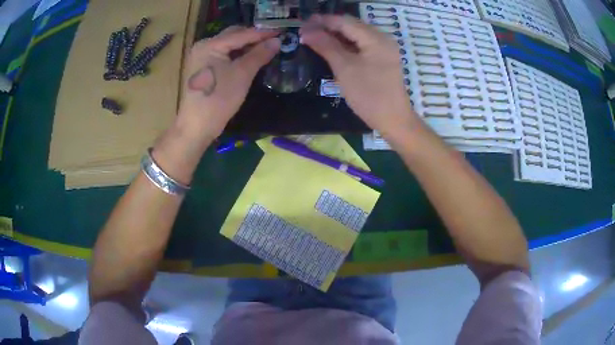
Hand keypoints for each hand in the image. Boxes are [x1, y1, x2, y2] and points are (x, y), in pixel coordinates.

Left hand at [177, 27, 280, 142]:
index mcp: (210, 44)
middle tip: (275, 39)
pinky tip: (251, 58)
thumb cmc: (218, 99)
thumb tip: (277, 41)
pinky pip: (224, 56)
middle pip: (233, 36)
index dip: (263, 32)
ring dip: (247, 46)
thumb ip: (259, 54)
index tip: (283, 31)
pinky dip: (238, 55)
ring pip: (229, 46)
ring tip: (266, 48)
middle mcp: (203, 46)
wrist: (196, 127)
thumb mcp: (242, 74)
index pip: (241, 33)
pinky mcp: (203, 69)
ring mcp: (201, 58)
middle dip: (254, 37)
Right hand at [300, 15, 417, 136]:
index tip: (302, 24)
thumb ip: (326, 46)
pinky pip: (361, 45)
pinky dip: (345, 45)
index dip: (322, 21)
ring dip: (335, 36)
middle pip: (351, 26)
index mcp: (375, 38)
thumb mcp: (344, 68)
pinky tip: (332, 48)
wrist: (393, 120)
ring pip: (355, 35)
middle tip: (306, 32)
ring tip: (314, 39)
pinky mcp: (382, 59)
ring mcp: (383, 49)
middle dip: (328, 27)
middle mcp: (382, 38)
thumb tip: (306, 31)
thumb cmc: (369, 94)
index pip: (344, 21)